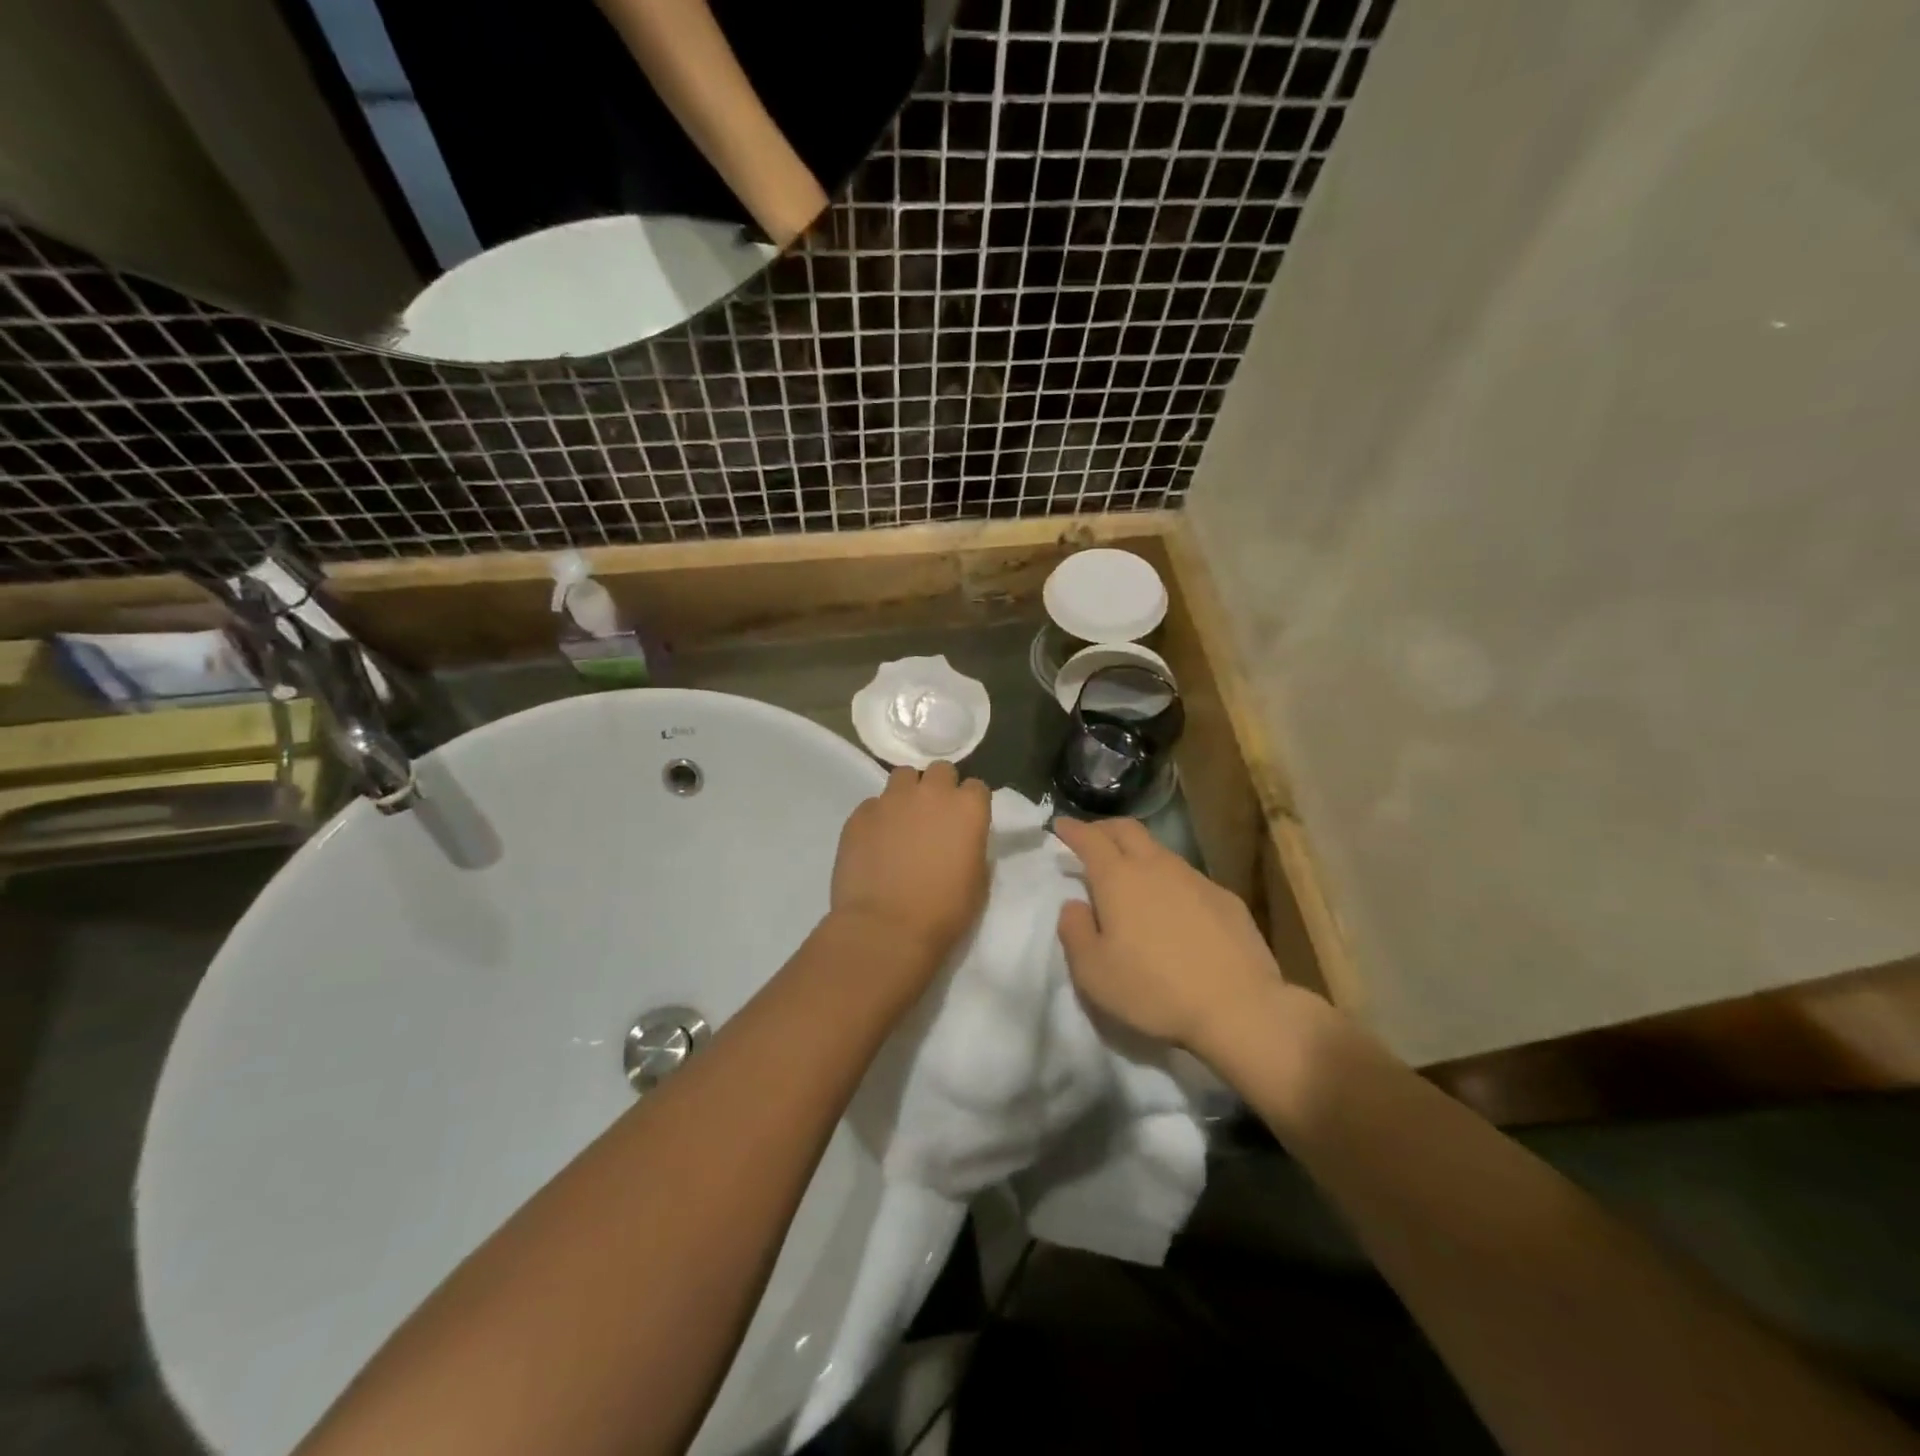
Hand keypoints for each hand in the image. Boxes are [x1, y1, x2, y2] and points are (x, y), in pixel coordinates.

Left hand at [831, 762, 990, 959]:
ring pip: (902, 777)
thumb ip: (972, 847)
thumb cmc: (943, 912)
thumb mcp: (977, 881)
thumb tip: (961, 840)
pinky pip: (872, 804)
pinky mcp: (859, 815)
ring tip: (901, 822)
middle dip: (939, 788)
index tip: (965, 822)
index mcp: (967, 809)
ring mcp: (891, 800)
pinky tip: (874, 843)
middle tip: (934, 817)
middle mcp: (931, 793)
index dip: (970, 804)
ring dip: (907, 794)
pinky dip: (877, 817)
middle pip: (940, 771)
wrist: (886, 929)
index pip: (976, 787)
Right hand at [1054, 817, 1287, 1056]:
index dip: (1072, 829)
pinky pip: (1187, 877)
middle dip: (1104, 828)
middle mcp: (1156, 866)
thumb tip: (1074, 904)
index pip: (1090, 838)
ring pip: (1159, 851)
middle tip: (1091, 838)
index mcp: (1118, 878)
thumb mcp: (1093, 972)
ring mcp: (1195, 879)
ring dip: (1138, 853)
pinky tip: (1173, 907)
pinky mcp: (1225, 898)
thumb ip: (1074, 931)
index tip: (1060, 824)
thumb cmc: (1154, 990)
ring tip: (1130, 874)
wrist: (1239, 1007)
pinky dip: (1169, 880)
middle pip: (1127, 829)